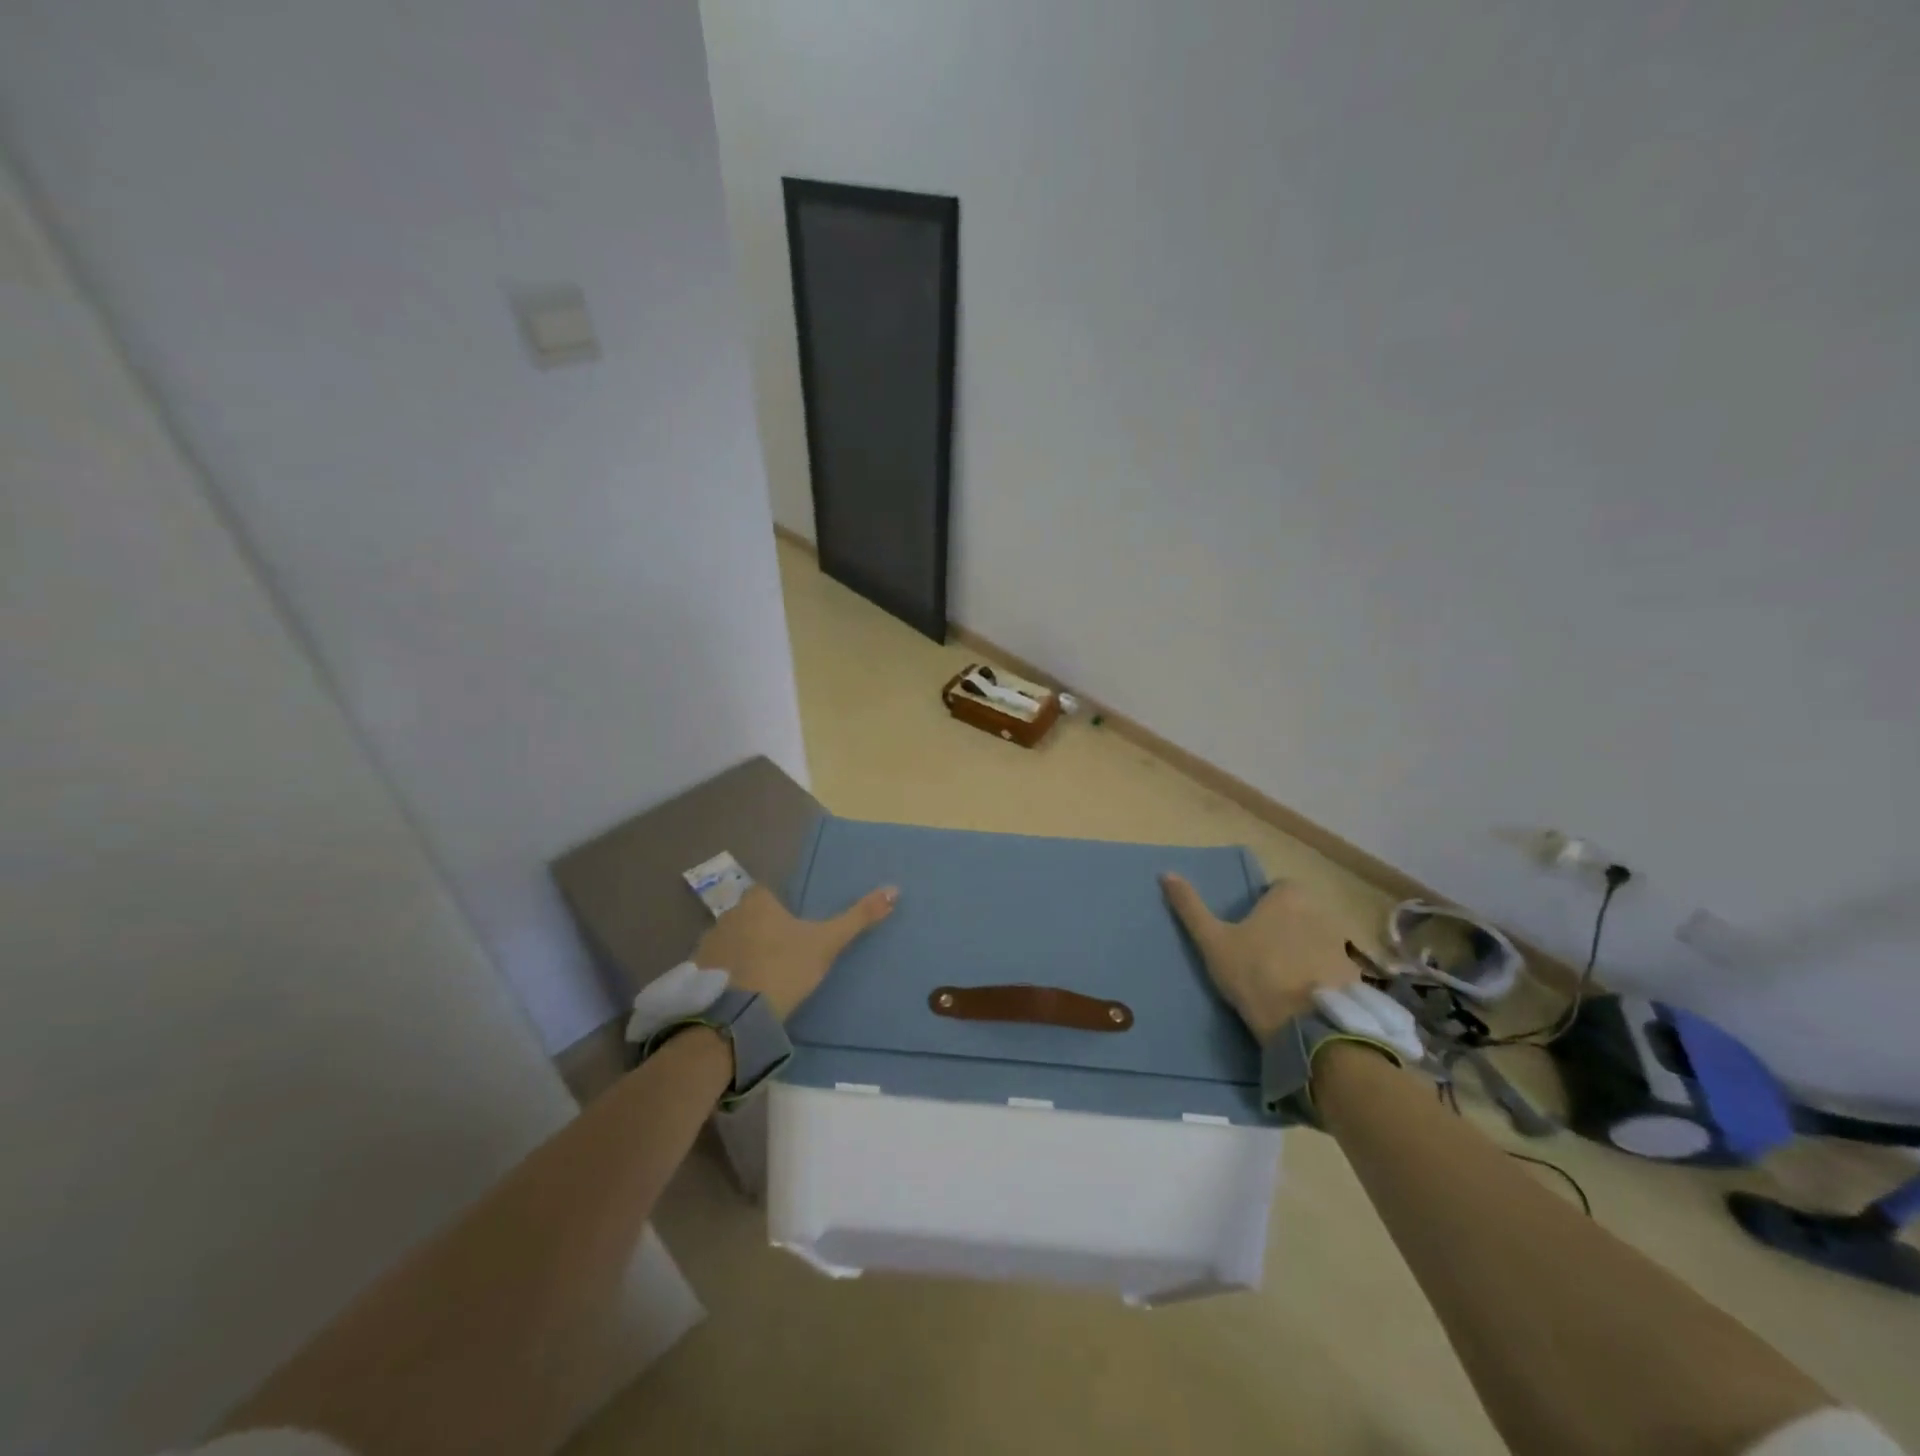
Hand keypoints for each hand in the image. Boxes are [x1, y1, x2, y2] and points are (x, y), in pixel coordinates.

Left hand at [693, 883, 897, 1020]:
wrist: (736, 1018)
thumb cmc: (784, 969)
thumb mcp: (827, 943)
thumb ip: (858, 917)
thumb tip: (894, 889)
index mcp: (757, 901)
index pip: (768, 895)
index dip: (781, 911)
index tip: (794, 933)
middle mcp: (727, 914)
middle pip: (749, 917)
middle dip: (762, 932)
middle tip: (782, 958)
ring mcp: (706, 943)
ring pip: (731, 941)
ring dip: (742, 954)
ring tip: (762, 980)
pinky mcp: (694, 973)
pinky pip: (715, 967)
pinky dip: (726, 976)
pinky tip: (741, 994)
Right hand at [1161, 874, 1357, 1041]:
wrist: (1306, 1026)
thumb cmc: (1254, 974)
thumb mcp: (1212, 941)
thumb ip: (1190, 906)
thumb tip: (1165, 873)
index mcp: (1289, 897)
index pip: (1279, 888)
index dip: (1265, 906)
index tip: (1249, 930)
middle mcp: (1321, 911)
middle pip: (1301, 912)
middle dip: (1286, 926)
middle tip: (1263, 954)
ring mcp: (1343, 944)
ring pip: (1319, 938)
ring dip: (1306, 950)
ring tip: (1285, 978)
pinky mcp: (1356, 974)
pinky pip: (1335, 966)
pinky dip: (1324, 974)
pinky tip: (1307, 996)